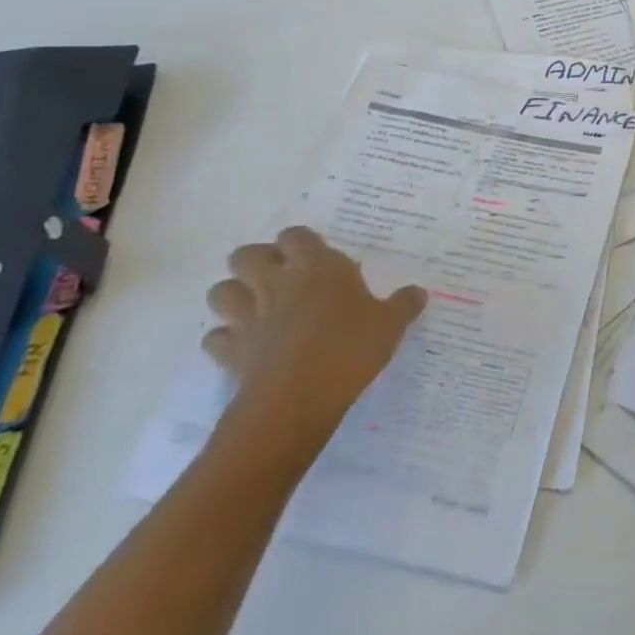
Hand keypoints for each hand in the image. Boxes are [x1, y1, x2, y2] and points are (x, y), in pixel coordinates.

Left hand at [204, 227, 425, 452]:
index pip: (296, 235)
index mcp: (316, 267)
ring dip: (233, 296)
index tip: (314, 257)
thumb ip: (403, 305)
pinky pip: (215, 338)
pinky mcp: (231, 351)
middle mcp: (277, 283)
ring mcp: (248, 317)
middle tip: (279, 277)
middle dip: (256, 262)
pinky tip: (243, 348)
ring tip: (254, 308)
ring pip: (221, 292)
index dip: (300, 243)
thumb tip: (418, 292)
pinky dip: (224, 340)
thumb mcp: (390, 325)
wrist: (298, 398)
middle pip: (246, 255)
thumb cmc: (349, 348)